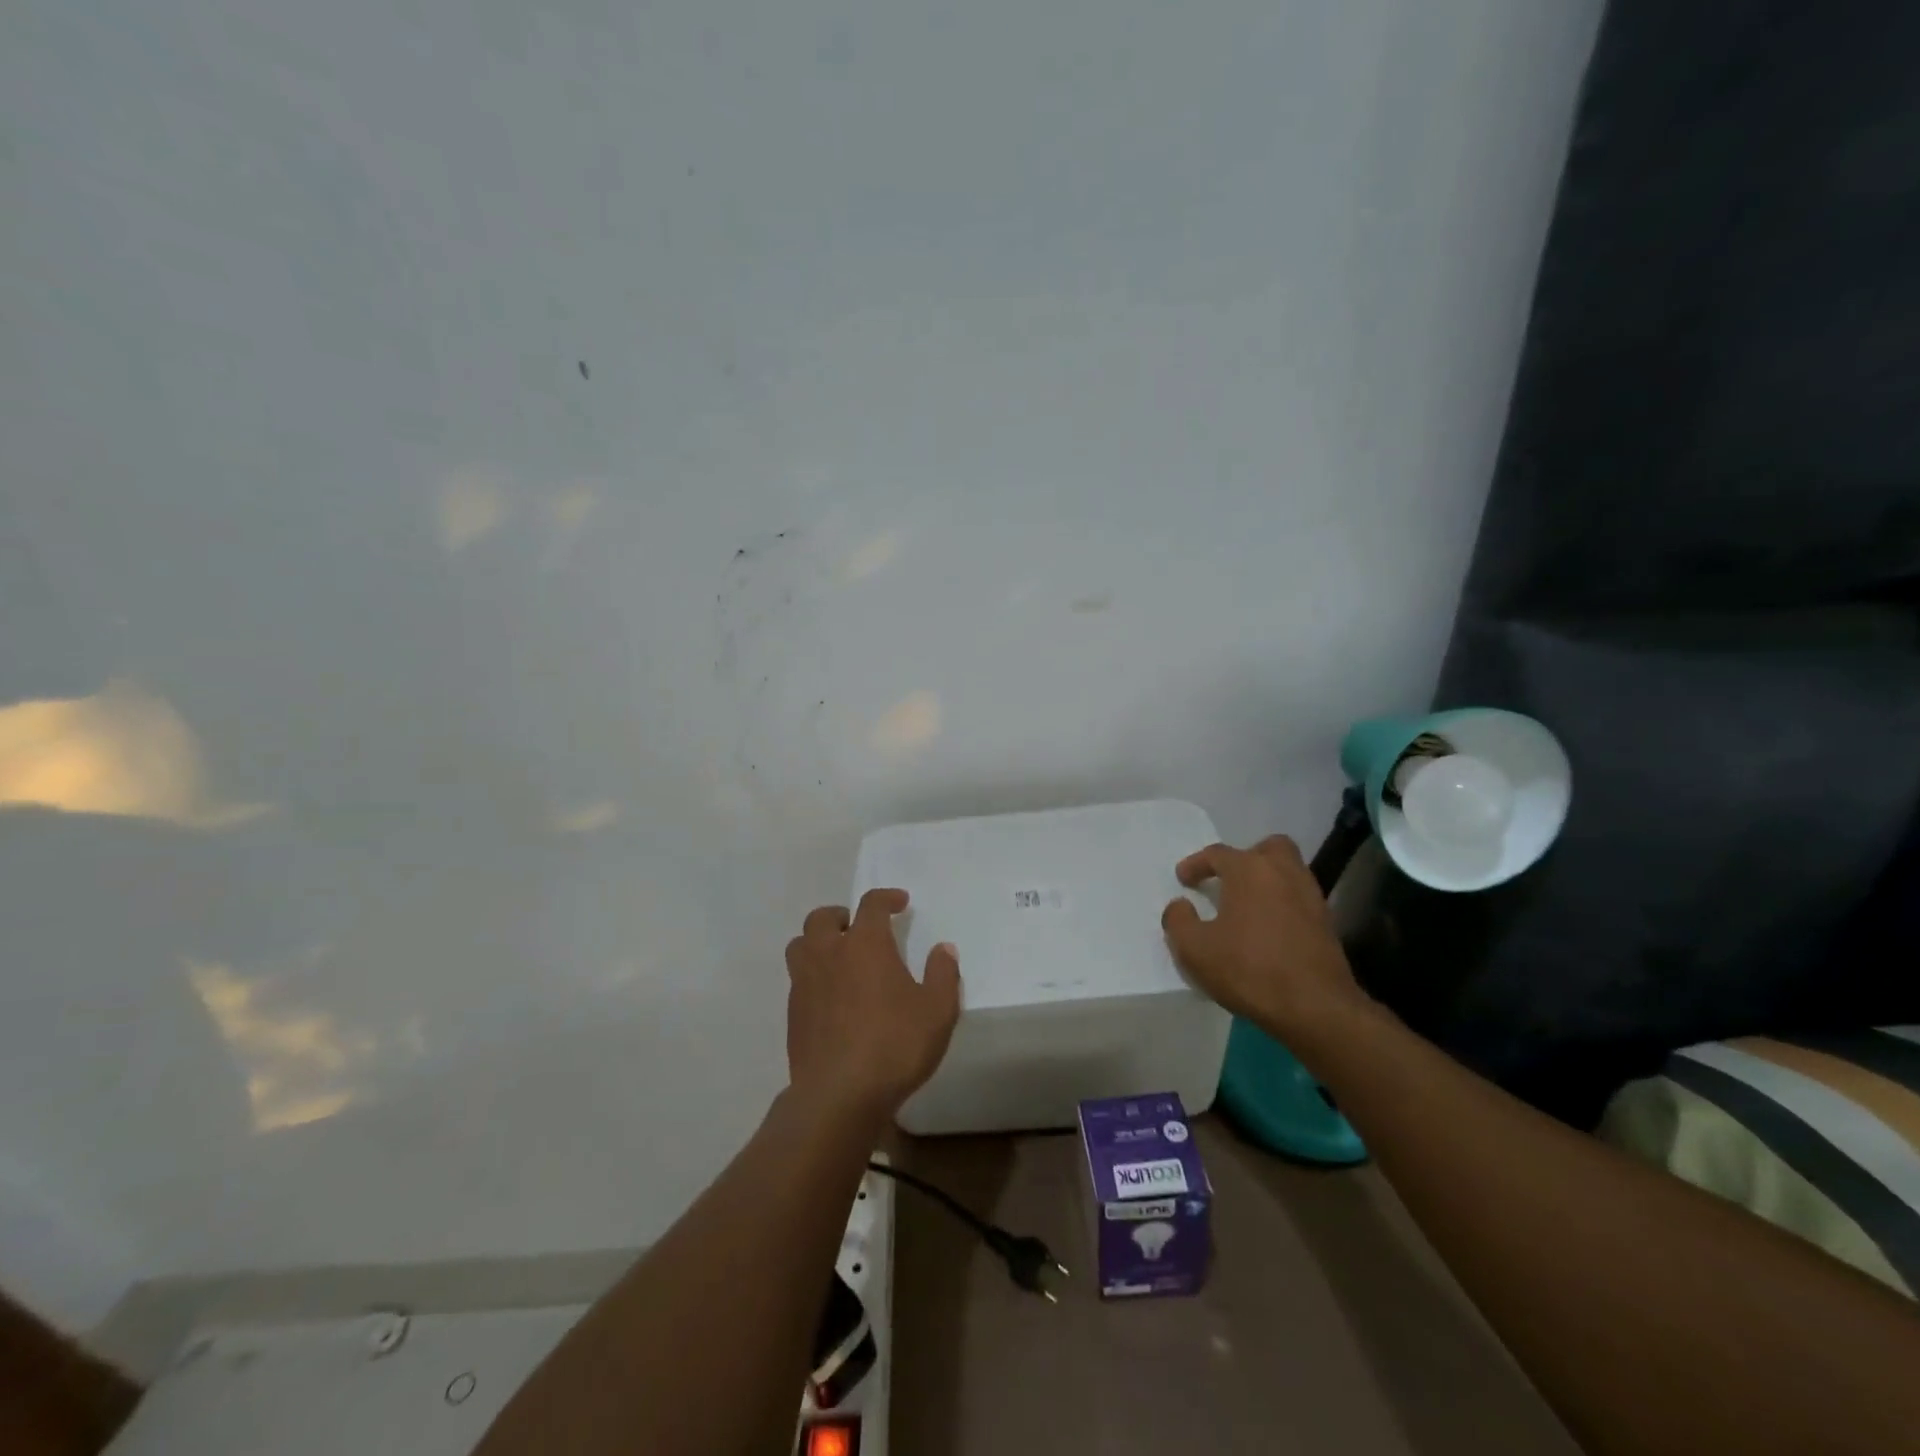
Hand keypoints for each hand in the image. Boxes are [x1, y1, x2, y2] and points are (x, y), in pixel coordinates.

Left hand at [785, 888, 961, 1123]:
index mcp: (865, 944)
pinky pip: (798, 979)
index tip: (900, 903)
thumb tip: (943, 949)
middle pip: (822, 918)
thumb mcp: (937, 1011)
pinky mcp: (793, 1013)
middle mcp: (829, 953)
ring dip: (818, 942)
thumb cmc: (894, 1045)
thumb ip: (943, 974)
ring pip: (801, 945)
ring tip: (838, 957)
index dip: (886, 898)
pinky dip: (812, 976)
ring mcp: (805, 983)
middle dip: (841, 916)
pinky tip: (831, 997)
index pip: (871, 904)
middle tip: (859, 928)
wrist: (839, 1095)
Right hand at [1161, 835, 1371, 1043]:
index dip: (1196, 864)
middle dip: (1246, 858)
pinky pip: (1298, 898)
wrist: (1316, 1008)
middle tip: (1228, 880)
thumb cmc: (1249, 970)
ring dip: (1266, 881)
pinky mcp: (1326, 923)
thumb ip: (1178, 920)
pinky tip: (1267, 928)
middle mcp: (1283, 872)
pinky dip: (1282, 903)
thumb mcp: (1194, 949)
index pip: (1217, 854)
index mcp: (1249, 870)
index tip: (1183, 879)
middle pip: (1267, 848)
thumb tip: (1181, 905)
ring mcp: (1310, 896)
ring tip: (1246, 906)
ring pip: (1288, 871)